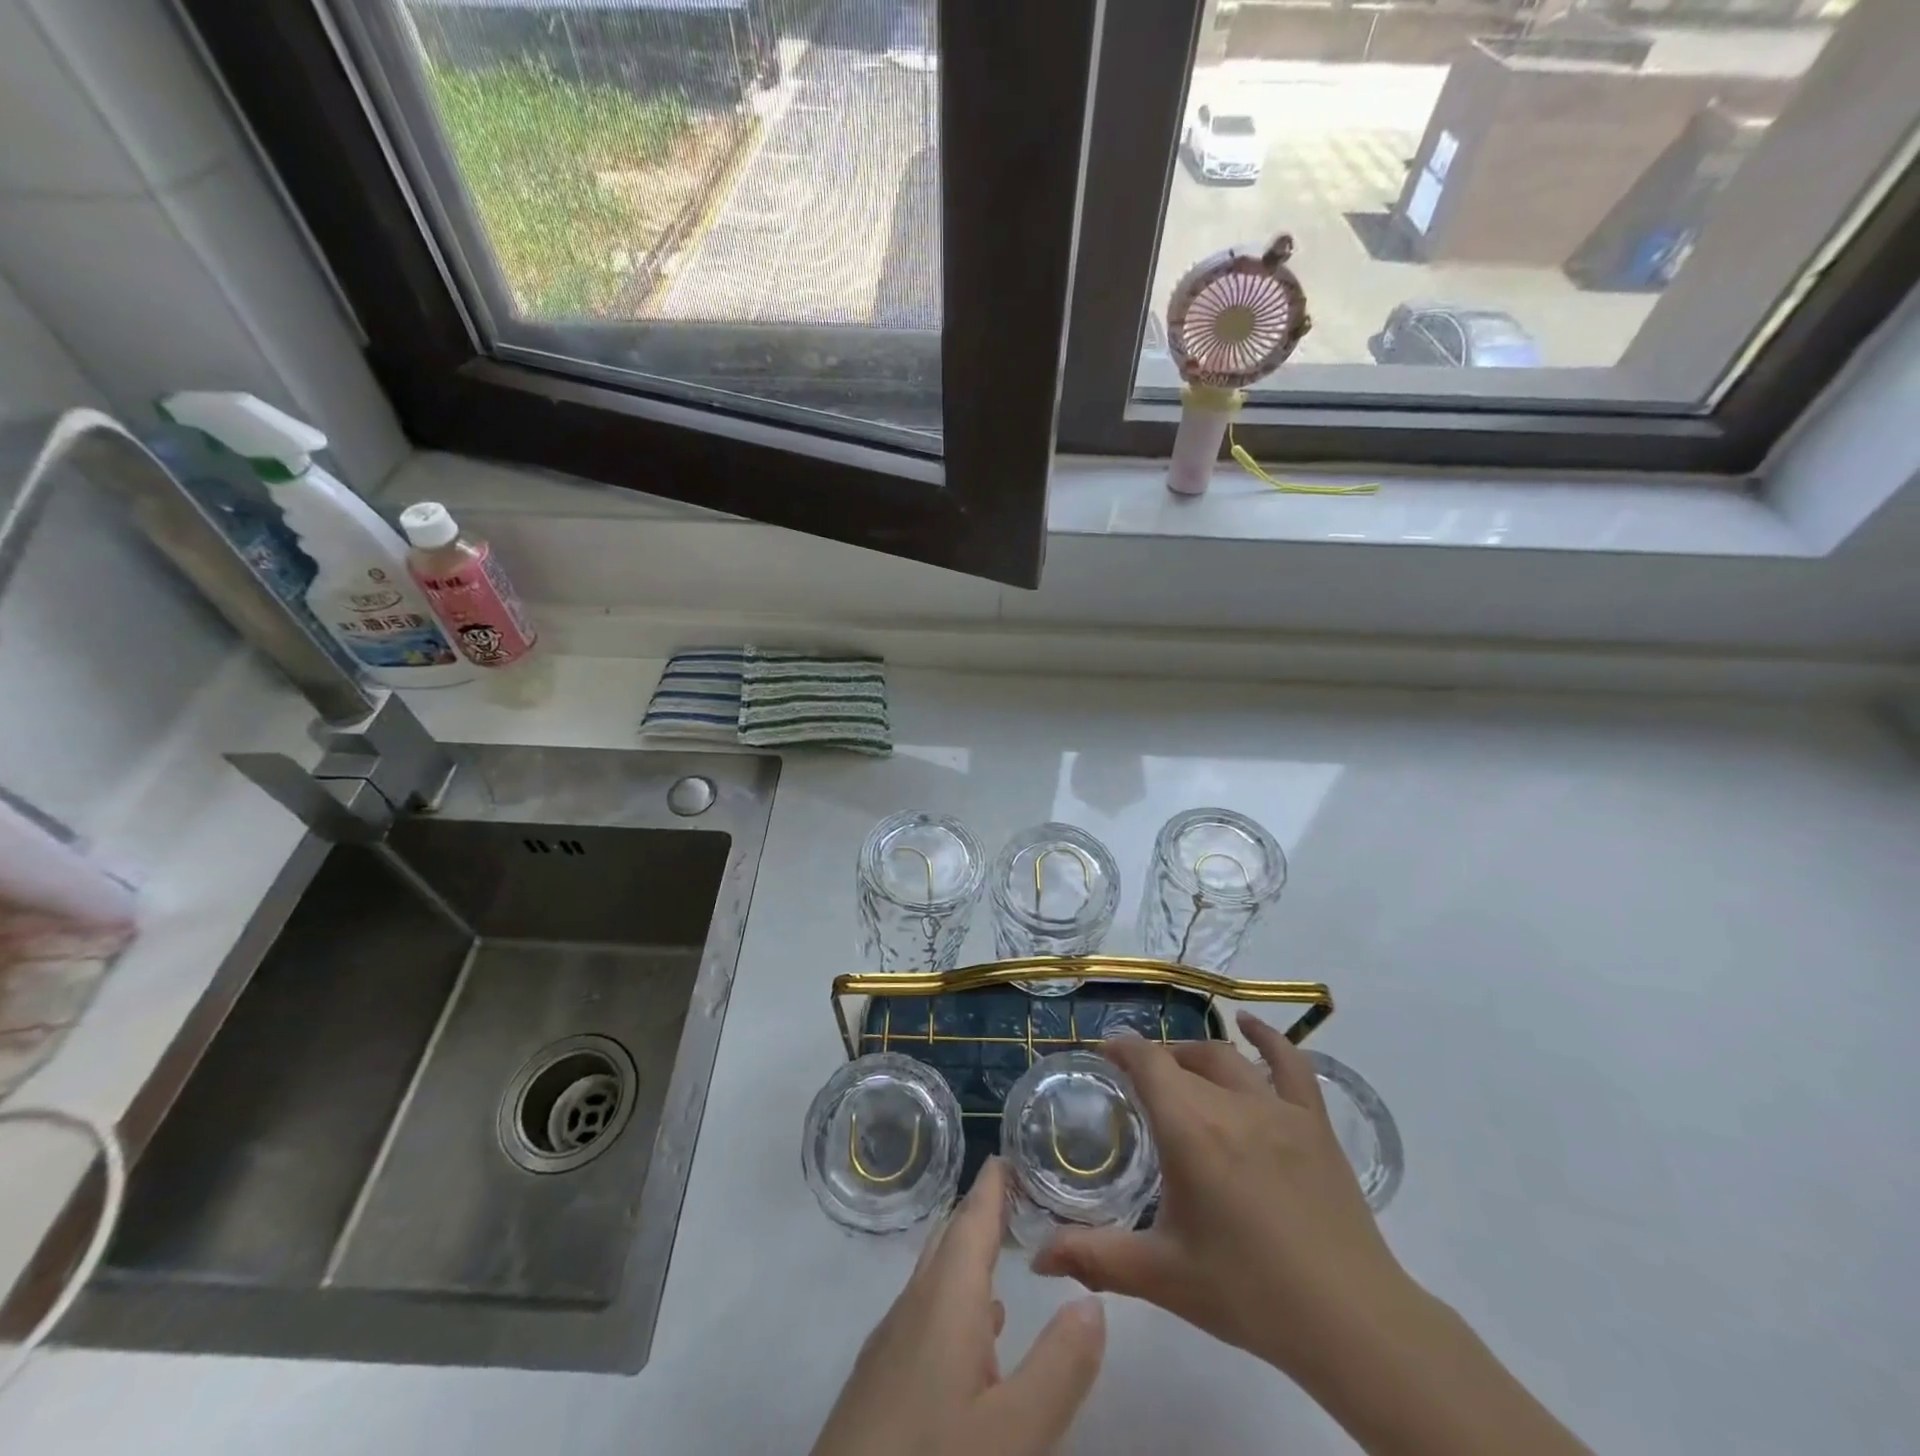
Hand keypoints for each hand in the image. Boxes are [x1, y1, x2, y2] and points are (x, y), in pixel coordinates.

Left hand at [810, 1156, 1106, 1455]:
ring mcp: (891, 1345)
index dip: (992, 1186)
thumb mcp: (1013, 1433)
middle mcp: (914, 1307)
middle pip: (949, 1241)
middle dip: (980, 1212)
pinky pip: (926, 1315)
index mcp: (945, 1300)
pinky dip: (956, 1301)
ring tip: (1000, 1249)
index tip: (1009, 1154)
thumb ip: (1058, 1367)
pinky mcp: (881, 1383)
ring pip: (935, 1279)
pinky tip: (975, 1335)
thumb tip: (1092, 1301)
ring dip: (967, 1256)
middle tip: (1014, 1192)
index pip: (971, 1221)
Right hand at [1032, 1013, 1414, 1384]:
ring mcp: (1277, 1107)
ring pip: (1226, 1058)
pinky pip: (1290, 1062)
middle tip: (1137, 1087)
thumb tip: (1038, 1254)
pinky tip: (1250, 1026)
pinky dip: (1267, 1038)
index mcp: (1190, 1129)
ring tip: (1179, 1069)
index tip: (1103, 1055)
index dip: (1122, 1050)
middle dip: (1154, 1064)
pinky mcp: (1313, 1121)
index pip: (1148, 1063)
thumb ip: (1095, 1258)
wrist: (1351, 1322)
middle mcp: (1230, 1103)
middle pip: (1182, 1060)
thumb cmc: (1249, 1293)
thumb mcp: (1164, 1277)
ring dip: (1195, 1056)